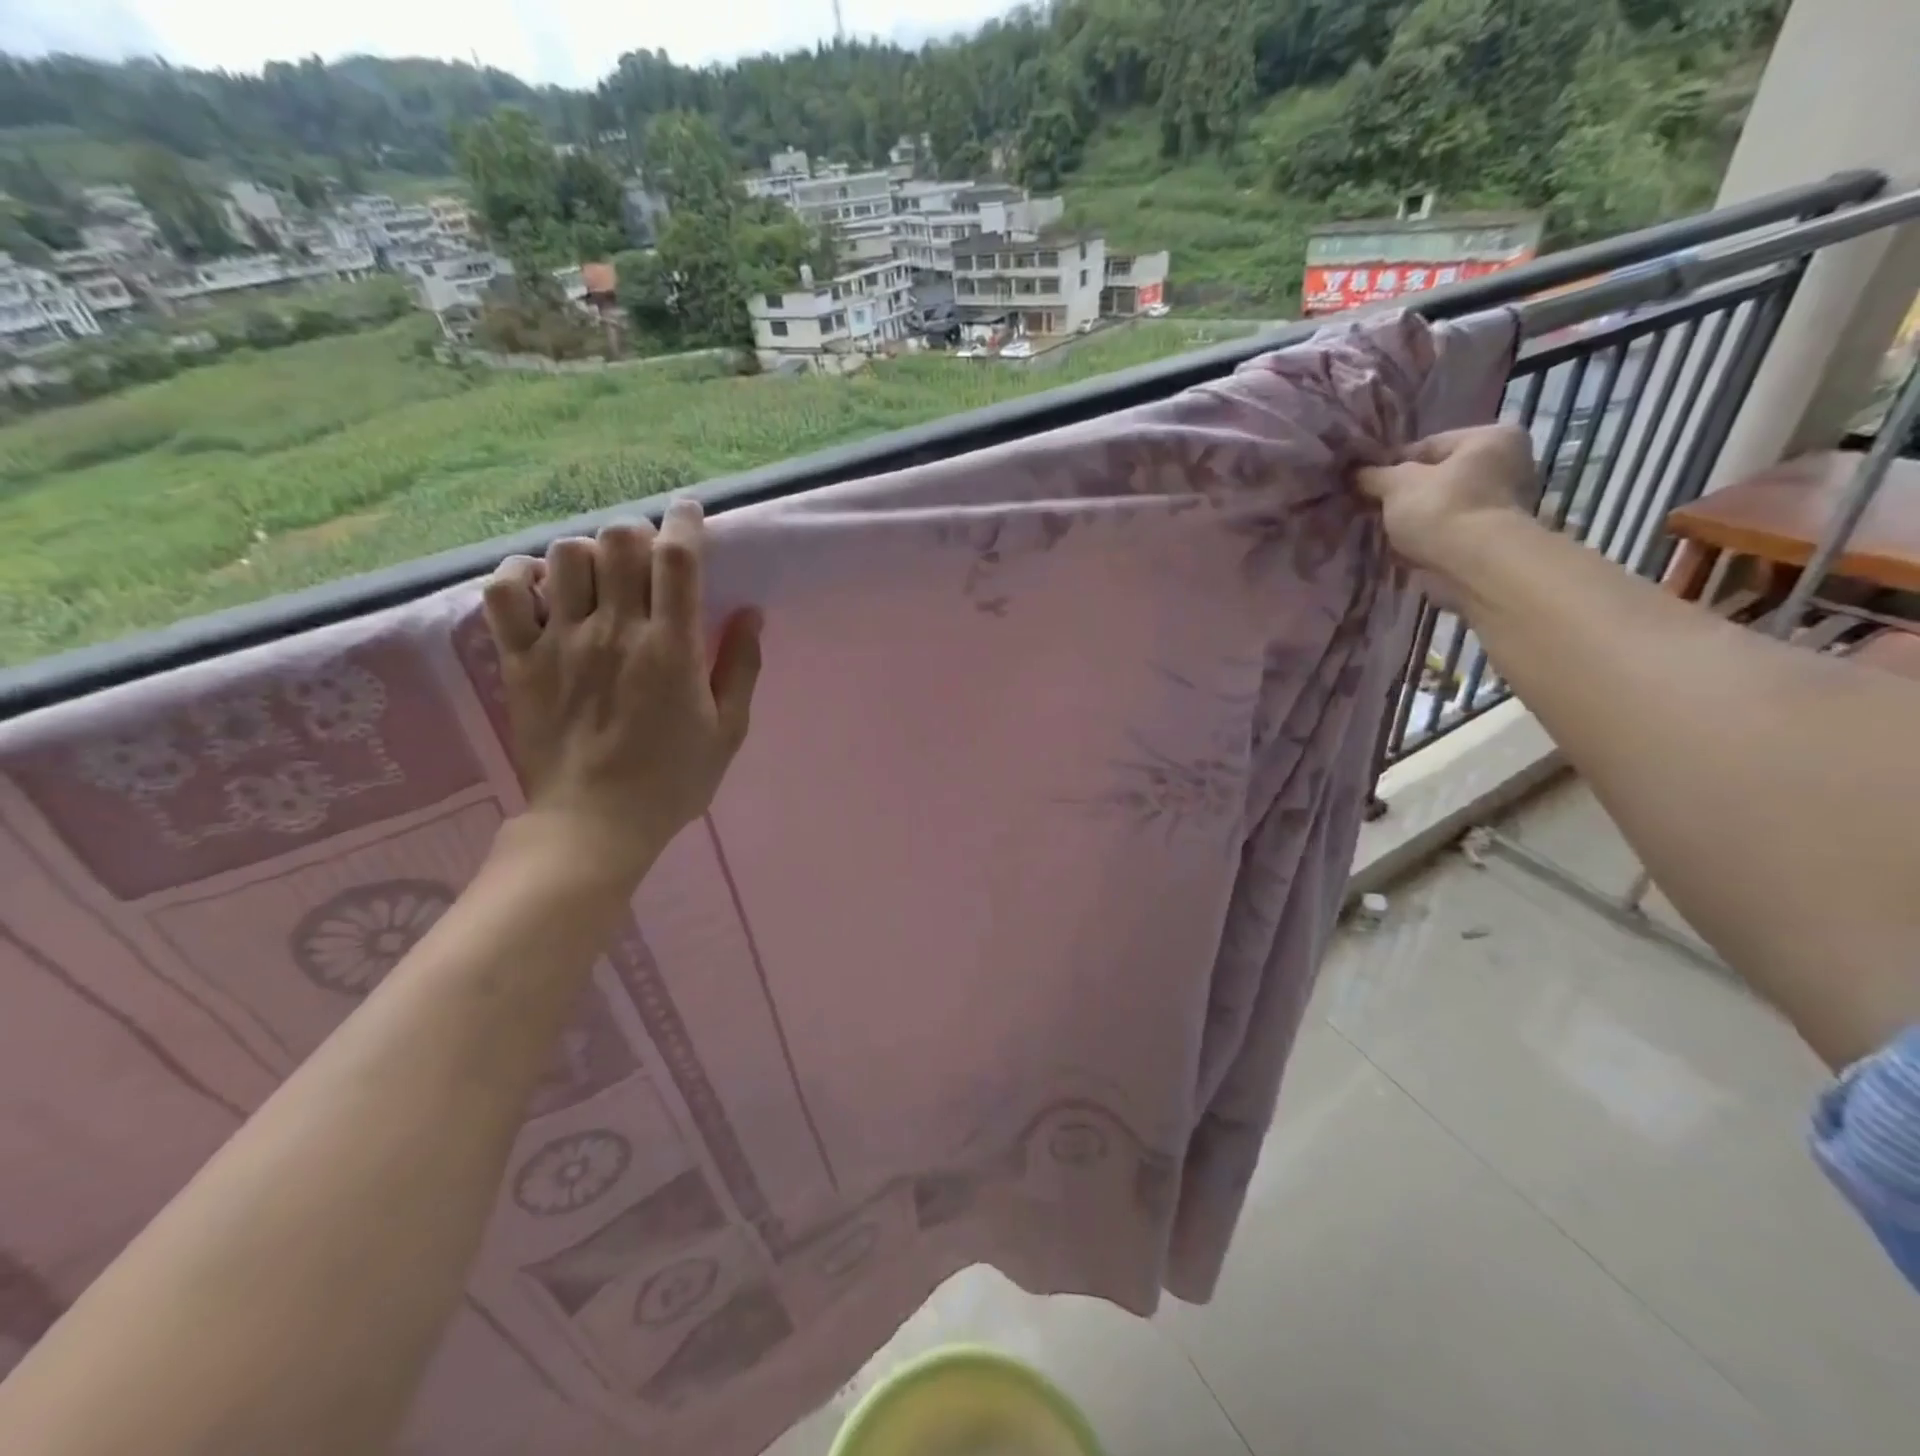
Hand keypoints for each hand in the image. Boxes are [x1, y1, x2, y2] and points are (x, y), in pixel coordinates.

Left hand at [482, 499, 762, 883]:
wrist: (593, 825)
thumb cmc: (672, 780)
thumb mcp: (728, 730)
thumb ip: (740, 667)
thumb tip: (750, 613)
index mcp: (671, 648)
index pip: (676, 558)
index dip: (685, 521)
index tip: (690, 513)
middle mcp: (614, 631)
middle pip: (618, 539)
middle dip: (639, 532)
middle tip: (647, 558)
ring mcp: (559, 642)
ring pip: (565, 554)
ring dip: (589, 553)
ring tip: (600, 578)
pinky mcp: (519, 659)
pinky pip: (504, 591)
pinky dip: (522, 575)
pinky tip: (544, 589)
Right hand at [1355, 424, 1537, 605]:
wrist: (1476, 565)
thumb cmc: (1441, 508)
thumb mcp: (1396, 484)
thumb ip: (1372, 475)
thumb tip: (1354, 474)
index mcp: (1492, 438)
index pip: (1428, 446)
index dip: (1390, 465)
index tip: (1364, 484)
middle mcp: (1507, 465)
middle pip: (1438, 478)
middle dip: (1403, 495)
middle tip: (1371, 509)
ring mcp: (1504, 505)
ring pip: (1441, 507)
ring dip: (1413, 519)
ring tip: (1384, 531)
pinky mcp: (1492, 540)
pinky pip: (1448, 532)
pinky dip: (1426, 539)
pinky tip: (1402, 549)